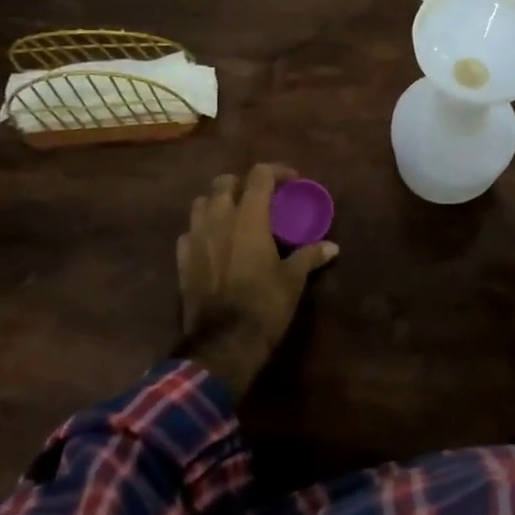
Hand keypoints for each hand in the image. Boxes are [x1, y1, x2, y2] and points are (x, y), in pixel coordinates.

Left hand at [173, 163, 337, 400]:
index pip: (259, 175)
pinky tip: (213, 244)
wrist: (223, 344)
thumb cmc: (264, 305)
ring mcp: (195, 238)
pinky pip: (189, 233)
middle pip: (224, 182)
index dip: (277, 171)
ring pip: (201, 203)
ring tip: (233, 216)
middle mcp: (218, 219)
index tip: (292, 182)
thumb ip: (310, 256)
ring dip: (217, 203)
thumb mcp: (293, 280)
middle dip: (242, 183)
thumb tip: (333, 247)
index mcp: (248, 217)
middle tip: (260, 198)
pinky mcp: (182, 260)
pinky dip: (201, 231)